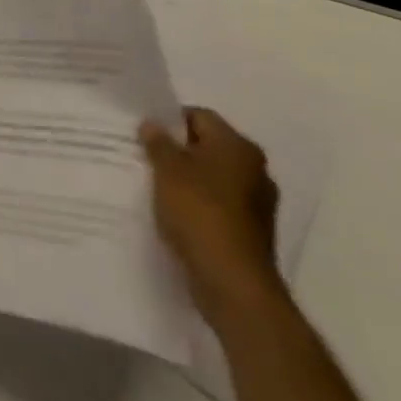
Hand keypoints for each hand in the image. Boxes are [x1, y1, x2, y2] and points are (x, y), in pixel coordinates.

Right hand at [139, 106, 283, 325]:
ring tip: (155, 187)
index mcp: (238, 147)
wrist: (233, 284)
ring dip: (186, 180)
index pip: (199, 116)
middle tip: (145, 158)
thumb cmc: (199, 213)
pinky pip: (217, 206)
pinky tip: (174, 215)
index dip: (169, 121)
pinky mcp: (250, 232)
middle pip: (207, 147)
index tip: (144, 134)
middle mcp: (254, 170)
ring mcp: (256, 204)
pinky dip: (197, 206)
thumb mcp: (167, 170)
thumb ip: (158, 142)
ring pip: (212, 178)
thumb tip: (152, 125)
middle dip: (177, 151)